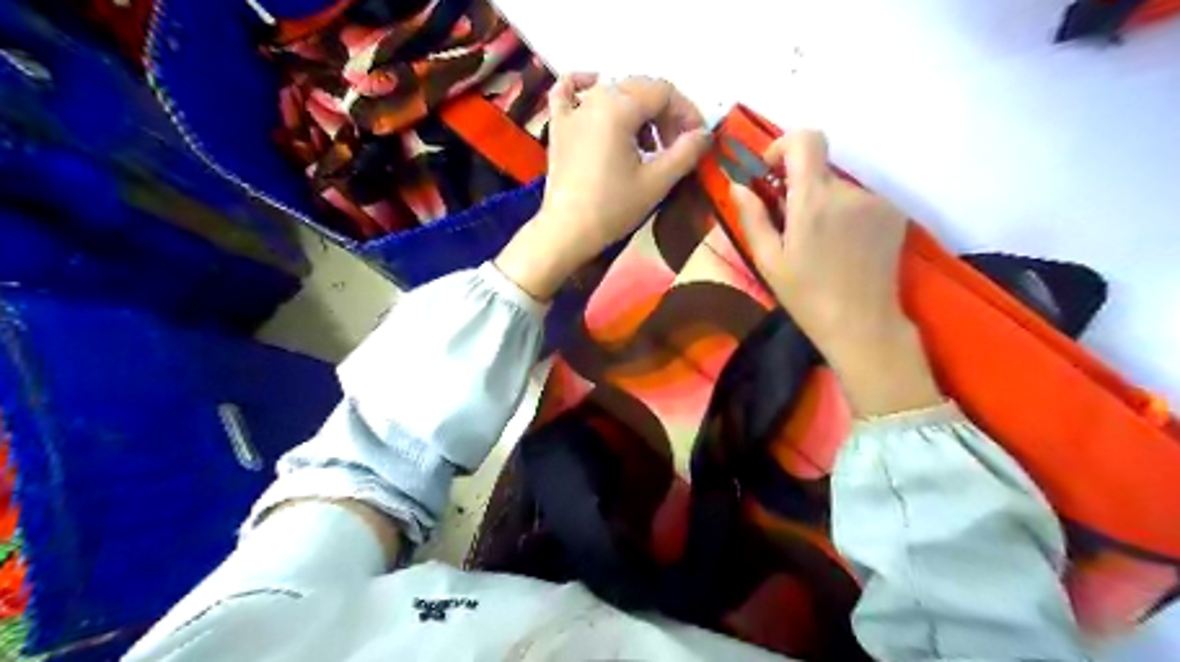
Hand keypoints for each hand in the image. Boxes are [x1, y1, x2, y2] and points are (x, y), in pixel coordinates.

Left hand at [495, 75, 707, 298]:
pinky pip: (566, 91)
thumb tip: (704, 134)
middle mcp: (595, 99)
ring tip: (647, 145)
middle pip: (640, 88)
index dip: (686, 112)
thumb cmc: (612, 208)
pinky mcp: (558, 127)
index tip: (697, 140)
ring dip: (637, 111)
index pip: (664, 92)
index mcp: (620, 108)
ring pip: (613, 91)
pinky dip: (583, 86)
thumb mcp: (656, 182)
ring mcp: (572, 111)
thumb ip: (685, 153)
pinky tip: (594, 88)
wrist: (567, 232)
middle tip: (676, 146)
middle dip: (665, 113)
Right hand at [734, 132, 946, 416]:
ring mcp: (876, 201)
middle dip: (800, 187)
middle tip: (791, 225)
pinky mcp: (894, 214)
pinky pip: (860, 200)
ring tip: (820, 244)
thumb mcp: (768, 260)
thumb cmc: (806, 296)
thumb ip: (752, 216)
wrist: (862, 323)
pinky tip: (843, 247)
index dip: (785, 145)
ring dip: (824, 203)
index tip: (772, 173)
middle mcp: (848, 191)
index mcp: (813, 199)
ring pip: (839, 187)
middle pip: (819, 168)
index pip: (806, 139)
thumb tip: (738, 184)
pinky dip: (846, 213)